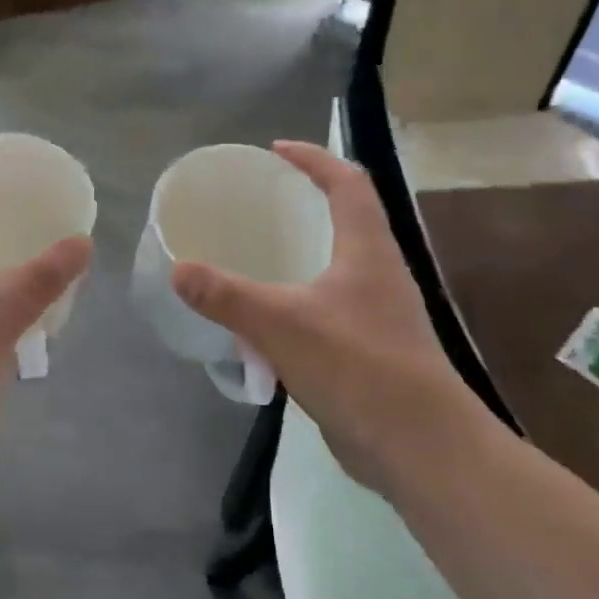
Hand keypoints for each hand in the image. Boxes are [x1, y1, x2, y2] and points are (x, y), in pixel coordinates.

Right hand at [170, 141, 489, 491]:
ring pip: (338, 266)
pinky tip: (268, 318)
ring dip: (303, 252)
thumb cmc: (357, 366)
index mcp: (368, 250)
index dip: (315, 158)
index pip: (348, 182)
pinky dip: (299, 299)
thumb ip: (227, 295)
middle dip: (307, 202)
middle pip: (348, 219)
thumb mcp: (281, 323)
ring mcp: (378, 314)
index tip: (276, 151)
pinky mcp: (370, 350)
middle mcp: (379, 273)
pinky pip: (329, 308)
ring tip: (258, 254)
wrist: (420, 447)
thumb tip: (178, 269)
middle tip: (260, 203)